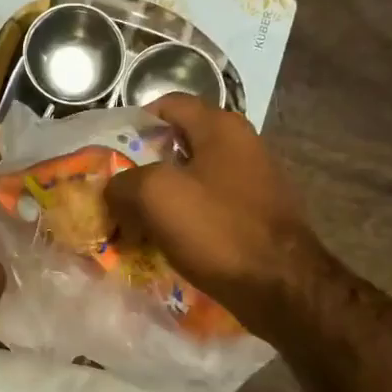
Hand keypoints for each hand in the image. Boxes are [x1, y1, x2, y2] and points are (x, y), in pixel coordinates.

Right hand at [105, 94, 325, 339]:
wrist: (280, 287)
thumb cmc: (217, 230)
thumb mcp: (155, 196)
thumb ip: (124, 183)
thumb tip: (116, 190)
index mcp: (221, 127)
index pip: (169, 104)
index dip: (136, 122)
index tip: (111, 151)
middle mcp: (244, 145)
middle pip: (181, 144)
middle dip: (146, 167)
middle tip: (119, 193)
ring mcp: (256, 181)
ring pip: (196, 179)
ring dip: (166, 198)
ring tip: (138, 223)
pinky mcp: (260, 215)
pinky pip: (213, 208)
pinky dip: (189, 220)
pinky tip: (171, 243)